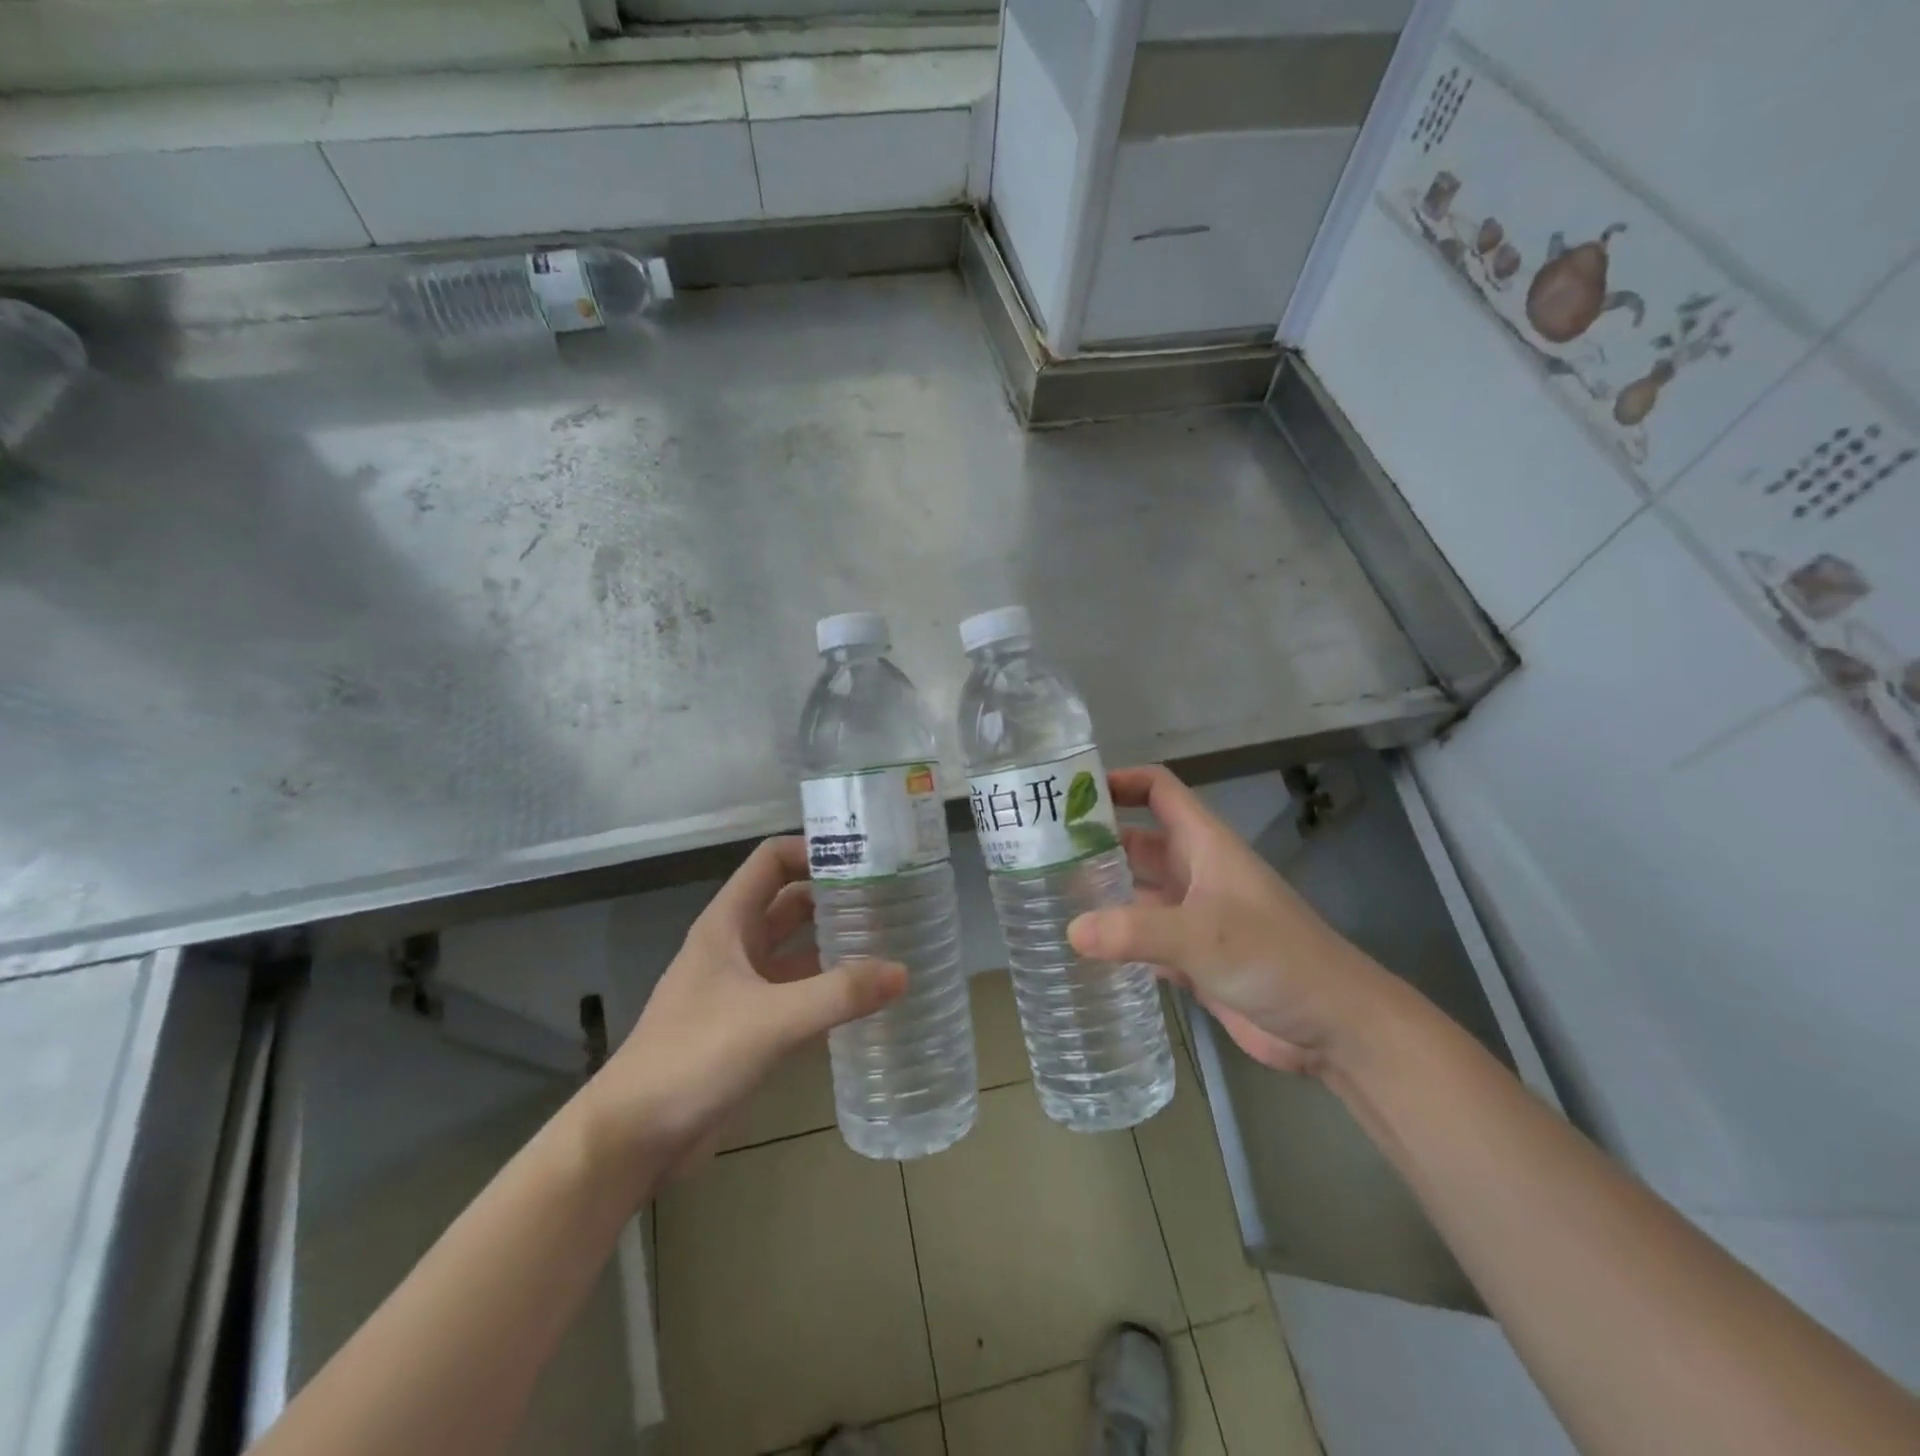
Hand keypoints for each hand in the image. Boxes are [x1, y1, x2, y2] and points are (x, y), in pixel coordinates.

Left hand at [578, 836, 904, 1181]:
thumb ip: (839, 995)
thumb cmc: (694, 1056)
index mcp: (728, 923)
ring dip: (837, 945)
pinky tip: (869, 999)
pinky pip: (800, 994)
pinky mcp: (752, 1026)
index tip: (866, 859)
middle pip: (792, 903)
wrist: (635, 1136)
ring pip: (798, 950)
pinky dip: (830, 991)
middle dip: (836, 897)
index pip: (773, 861)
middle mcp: (737, 946)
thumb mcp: (771, 1019)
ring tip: (892, 944)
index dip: (814, 851)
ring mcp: (744, 988)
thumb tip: (903, 971)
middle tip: (892, 901)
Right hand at [1066, 765, 1389, 1076]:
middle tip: (1038, 852)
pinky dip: (1114, 938)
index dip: (1120, 781)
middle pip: (1137, 841)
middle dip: (1094, 842)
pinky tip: (1079, 948)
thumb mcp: (1202, 934)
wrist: (1333, 1025)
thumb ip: (1135, 930)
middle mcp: (1195, 872)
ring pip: (1136, 890)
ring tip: (1046, 897)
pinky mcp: (1192, 957)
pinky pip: (1142, 937)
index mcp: (1204, 844)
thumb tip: (1070, 929)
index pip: (1159, 790)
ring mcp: (1193, 916)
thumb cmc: (1275, 958)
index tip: (1070, 793)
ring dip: (1101, 892)